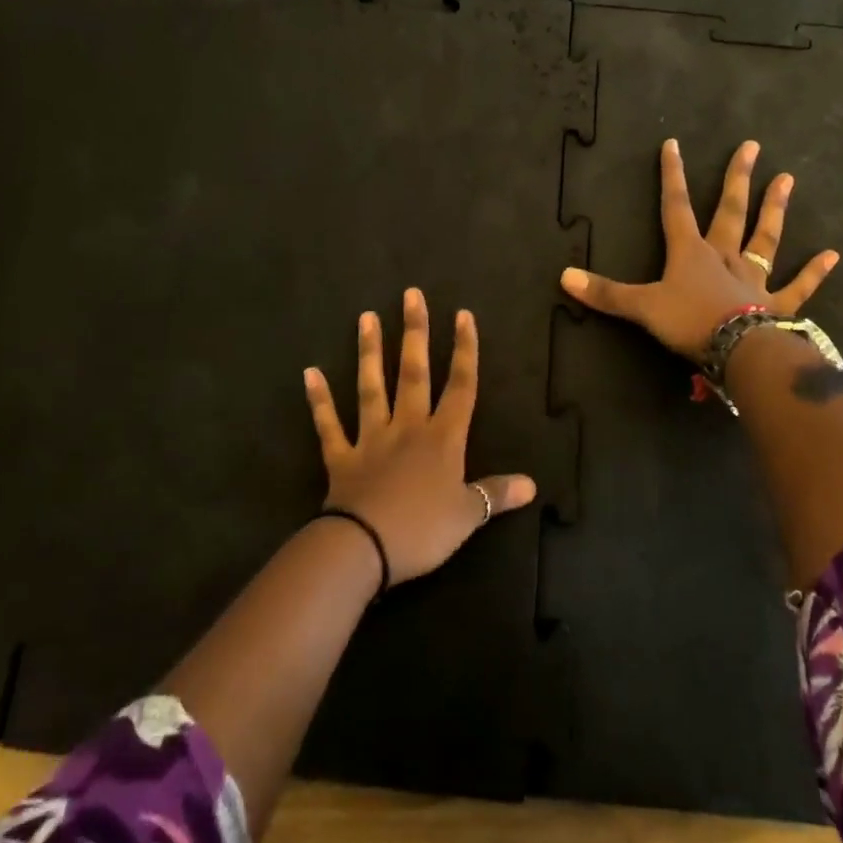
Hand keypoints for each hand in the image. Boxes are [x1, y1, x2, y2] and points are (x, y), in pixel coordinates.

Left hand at [303, 289, 535, 583]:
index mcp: (443, 438)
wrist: (365, 547)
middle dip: (415, 333)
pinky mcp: (341, 457)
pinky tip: (310, 373)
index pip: (460, 386)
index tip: (462, 314)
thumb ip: (495, 494)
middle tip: (410, 295)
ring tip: (366, 317)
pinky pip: (329, 425)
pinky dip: (319, 400)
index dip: (465, 350)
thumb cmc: (423, 529)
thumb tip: (532, 484)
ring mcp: (371, 439)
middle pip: (414, 373)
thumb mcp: (467, 515)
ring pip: (371, 388)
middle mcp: (407, 427)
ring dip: (369, 352)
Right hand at [560, 138, 838, 360]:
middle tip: (752, 146)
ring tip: (787, 180)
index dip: (672, 177)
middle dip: (737, 179)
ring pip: (765, 239)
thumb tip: (563, 276)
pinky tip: (833, 254)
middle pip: (729, 212)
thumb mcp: (641, 308)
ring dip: (775, 210)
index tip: (674, 145)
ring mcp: (753, 279)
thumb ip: (605, 293)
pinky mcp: (776, 305)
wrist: (737, 351)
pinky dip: (814, 272)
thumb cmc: (689, 322)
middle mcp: (724, 257)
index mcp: (690, 253)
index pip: (676, 208)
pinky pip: (798, 288)